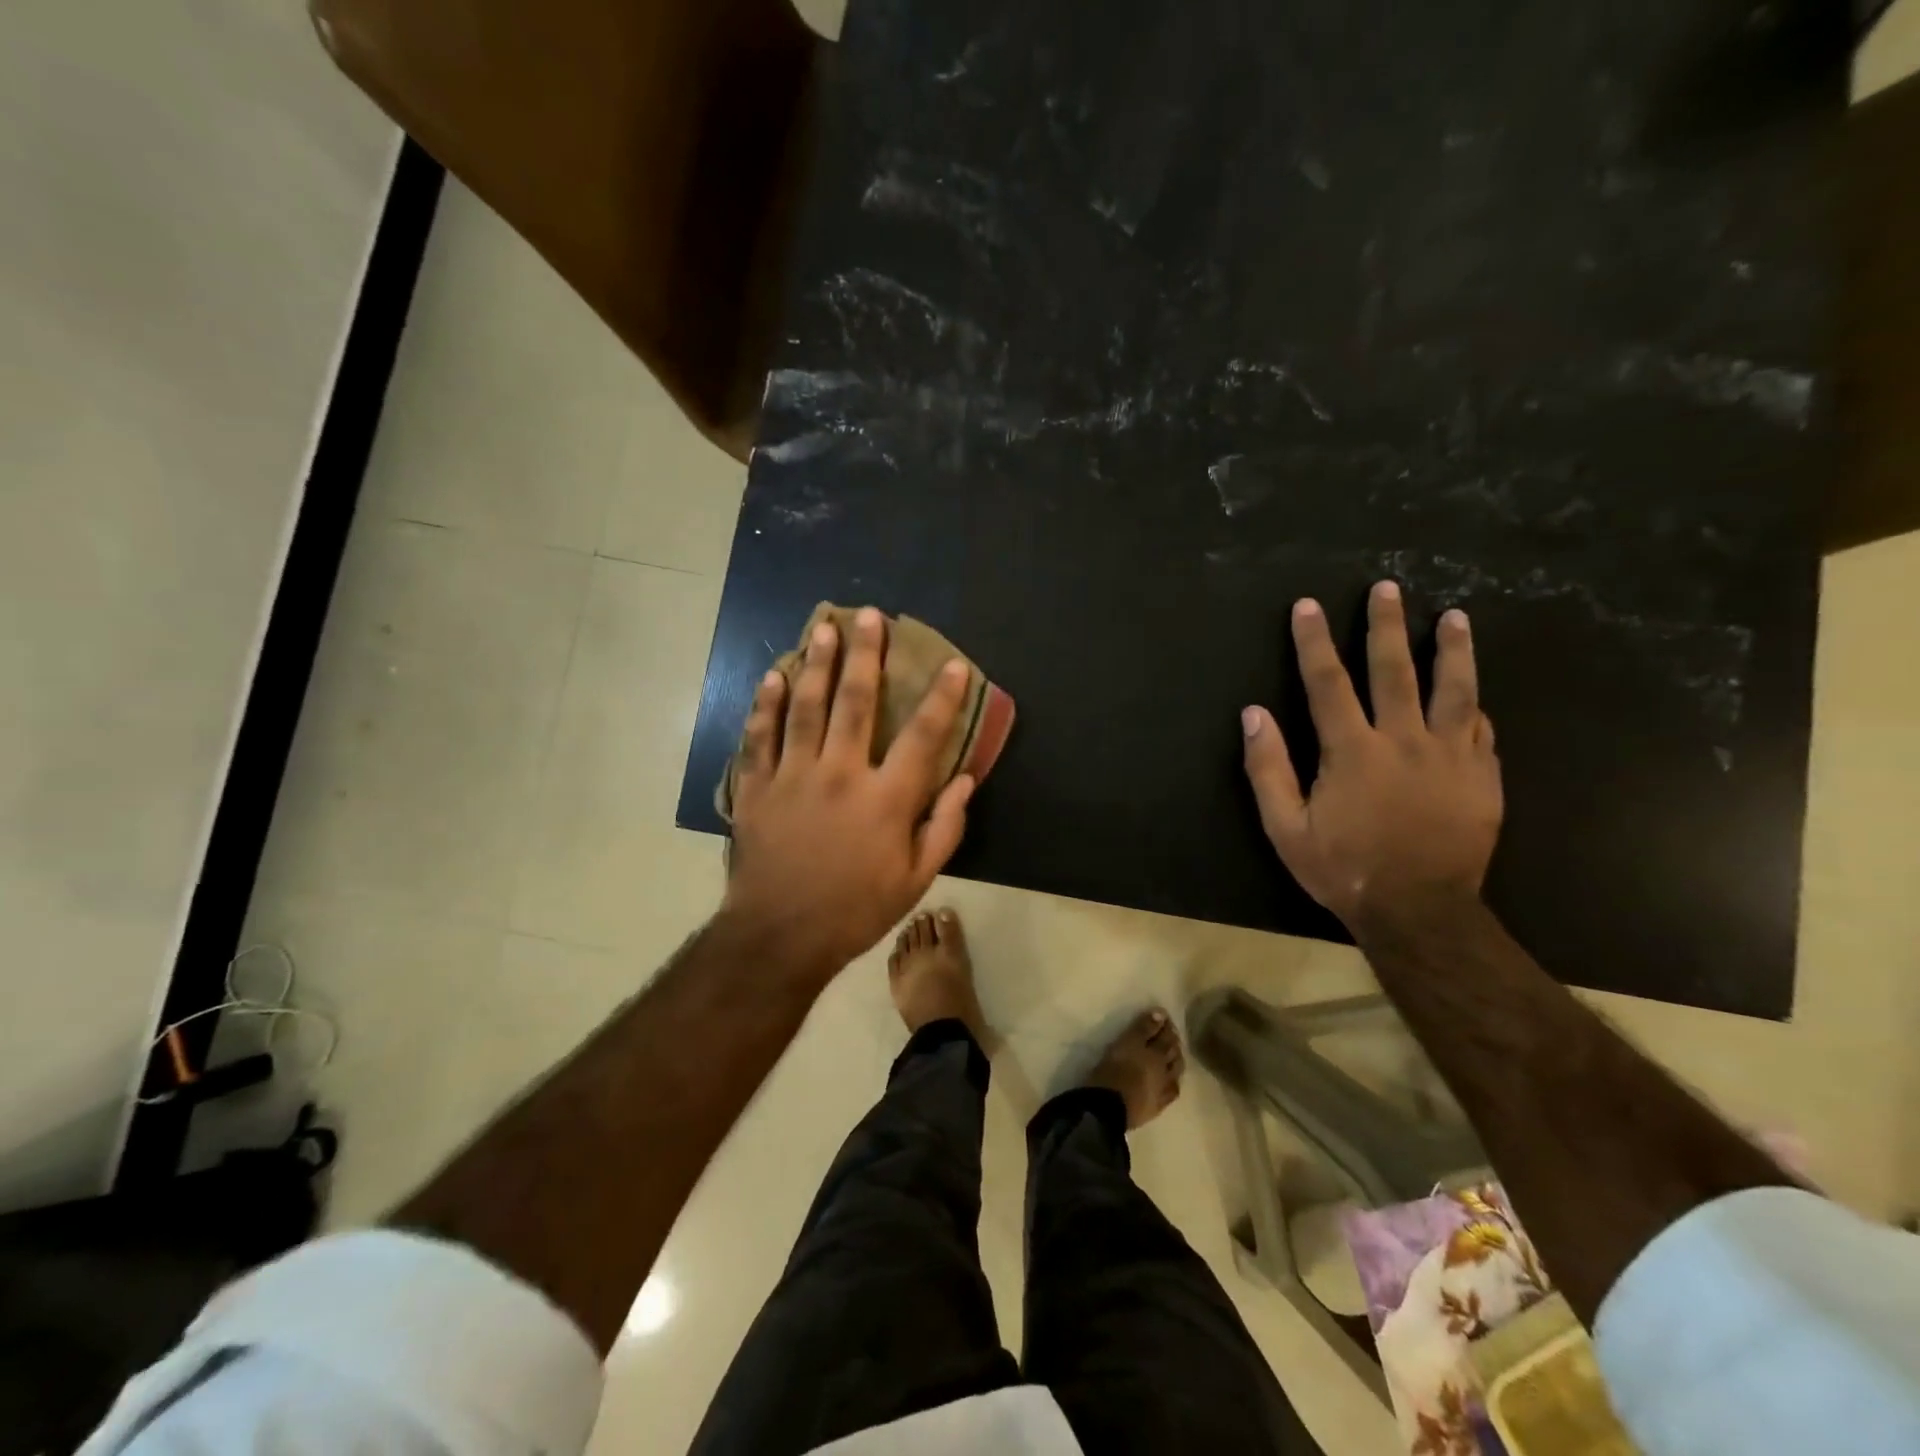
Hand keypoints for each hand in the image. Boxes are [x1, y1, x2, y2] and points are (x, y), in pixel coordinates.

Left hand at [722, 608, 975, 981]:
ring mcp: (793, 777)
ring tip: (823, 627)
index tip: (953, 665)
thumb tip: (965, 780)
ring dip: (816, 663)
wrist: (780, 935)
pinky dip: (766, 704)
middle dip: (866, 655)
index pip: (923, 736)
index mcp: (886, 799)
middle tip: (870, 615)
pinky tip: (774, 676)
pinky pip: (760, 736)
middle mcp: (840, 774)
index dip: (943, 698)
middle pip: (856, 702)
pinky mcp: (757, 787)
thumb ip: (945, 828)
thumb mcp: (916, 880)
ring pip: (806, 707)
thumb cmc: (855, 910)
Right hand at [1241, 581, 1501, 926]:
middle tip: (1387, 588)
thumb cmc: (1344, 869)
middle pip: (1395, 670)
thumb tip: (1254, 714)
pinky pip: (1481, 729)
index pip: (1328, 682)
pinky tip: (1474, 692)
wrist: (1420, 911)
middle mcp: (1404, 741)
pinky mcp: (1482, 777)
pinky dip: (1474, 705)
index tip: (1309, 606)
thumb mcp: (1286, 827)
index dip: (1314, 641)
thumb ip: (1268, 768)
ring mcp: (1451, 757)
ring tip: (1455, 617)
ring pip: (1455, 690)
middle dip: (1386, 625)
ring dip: (1452, 649)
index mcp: (1353, 751)